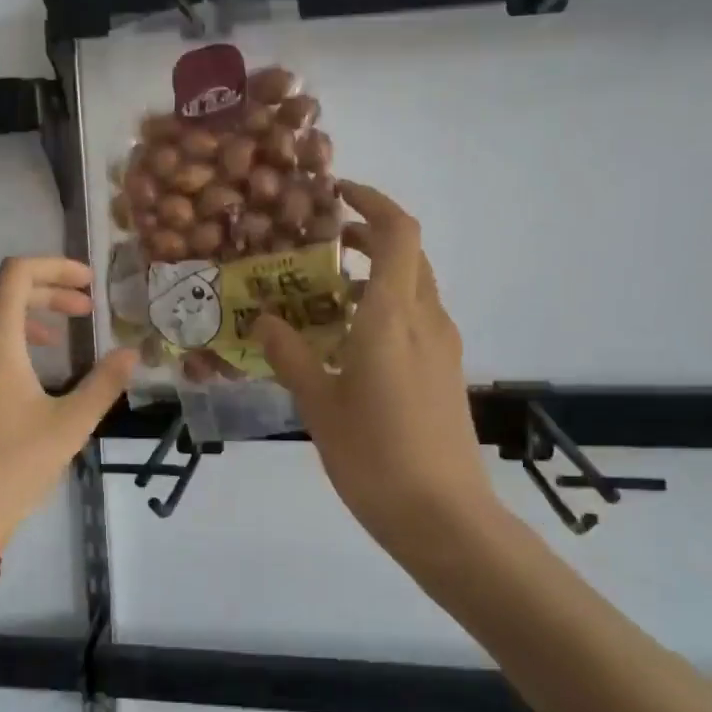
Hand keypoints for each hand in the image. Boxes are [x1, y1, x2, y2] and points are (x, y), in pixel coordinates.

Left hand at [0, 257, 136, 548]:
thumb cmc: (11, 467)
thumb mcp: (69, 426)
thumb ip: (104, 384)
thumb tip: (132, 354)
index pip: (17, 272)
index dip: (56, 267)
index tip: (89, 282)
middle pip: (0, 290)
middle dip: (46, 291)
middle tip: (84, 309)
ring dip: (22, 315)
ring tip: (59, 338)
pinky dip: (0, 338)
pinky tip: (23, 371)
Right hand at [254, 183, 497, 557]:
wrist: (443, 516)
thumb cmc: (374, 456)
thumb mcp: (319, 404)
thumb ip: (291, 354)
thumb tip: (265, 320)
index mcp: (392, 317)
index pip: (398, 232)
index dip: (372, 202)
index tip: (336, 195)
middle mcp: (426, 319)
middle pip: (408, 253)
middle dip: (369, 235)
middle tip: (320, 244)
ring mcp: (442, 346)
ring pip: (414, 286)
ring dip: (376, 274)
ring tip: (325, 294)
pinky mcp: (446, 371)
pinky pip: (417, 318)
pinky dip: (386, 306)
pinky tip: (351, 340)